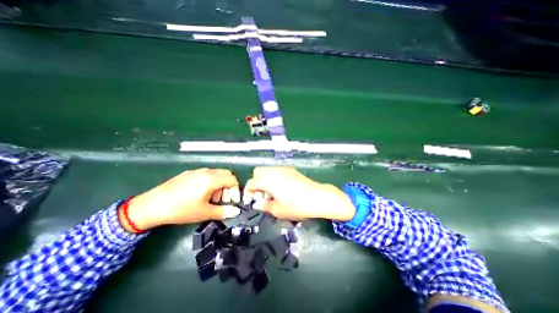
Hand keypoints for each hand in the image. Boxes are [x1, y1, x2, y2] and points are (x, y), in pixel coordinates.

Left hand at [122, 169, 240, 231]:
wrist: (150, 206)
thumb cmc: (181, 209)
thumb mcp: (204, 213)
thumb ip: (223, 211)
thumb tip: (236, 212)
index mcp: (211, 179)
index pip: (232, 179)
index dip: (236, 190)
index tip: (233, 201)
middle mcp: (206, 171)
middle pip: (226, 174)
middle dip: (229, 186)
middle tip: (223, 199)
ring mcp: (196, 171)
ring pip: (216, 174)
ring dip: (220, 184)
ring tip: (211, 198)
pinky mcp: (188, 173)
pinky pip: (206, 174)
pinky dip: (210, 182)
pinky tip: (201, 194)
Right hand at [244, 168, 352, 220]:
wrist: (318, 197)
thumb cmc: (298, 206)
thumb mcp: (278, 210)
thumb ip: (264, 206)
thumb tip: (257, 203)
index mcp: (269, 181)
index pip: (252, 182)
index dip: (248, 191)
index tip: (250, 200)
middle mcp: (275, 171)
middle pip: (258, 171)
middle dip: (256, 182)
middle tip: (261, 195)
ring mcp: (284, 169)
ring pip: (267, 170)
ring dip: (264, 179)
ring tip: (271, 192)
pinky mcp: (291, 170)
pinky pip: (276, 171)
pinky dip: (273, 177)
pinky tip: (281, 188)